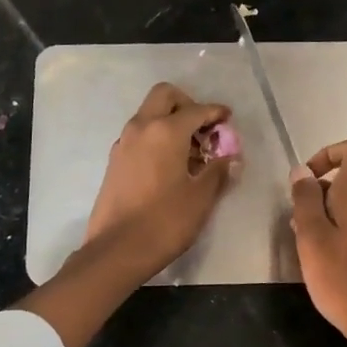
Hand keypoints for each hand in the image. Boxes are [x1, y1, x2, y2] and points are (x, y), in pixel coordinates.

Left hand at [84, 83, 240, 279]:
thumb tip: (231, 157)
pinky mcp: (115, 162)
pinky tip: (170, 166)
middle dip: (187, 105)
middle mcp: (141, 128)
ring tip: (191, 153)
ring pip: (149, 115)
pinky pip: (140, 136)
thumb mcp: (201, 197)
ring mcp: (123, 144)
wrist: (117, 250)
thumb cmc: (165, 221)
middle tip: (204, 129)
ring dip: (170, 122)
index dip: (215, 113)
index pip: (196, 109)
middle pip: (165, 97)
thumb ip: (218, 171)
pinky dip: (157, 139)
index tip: (228, 119)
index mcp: (165, 131)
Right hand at [290, 138, 346, 346]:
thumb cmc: (343, 283)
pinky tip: (324, 266)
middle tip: (295, 225)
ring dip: (322, 219)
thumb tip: (301, 170)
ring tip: (305, 250)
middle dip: (315, 195)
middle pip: (346, 182)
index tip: (307, 179)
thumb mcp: (313, 240)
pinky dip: (335, 237)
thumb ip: (305, 202)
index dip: (329, 153)